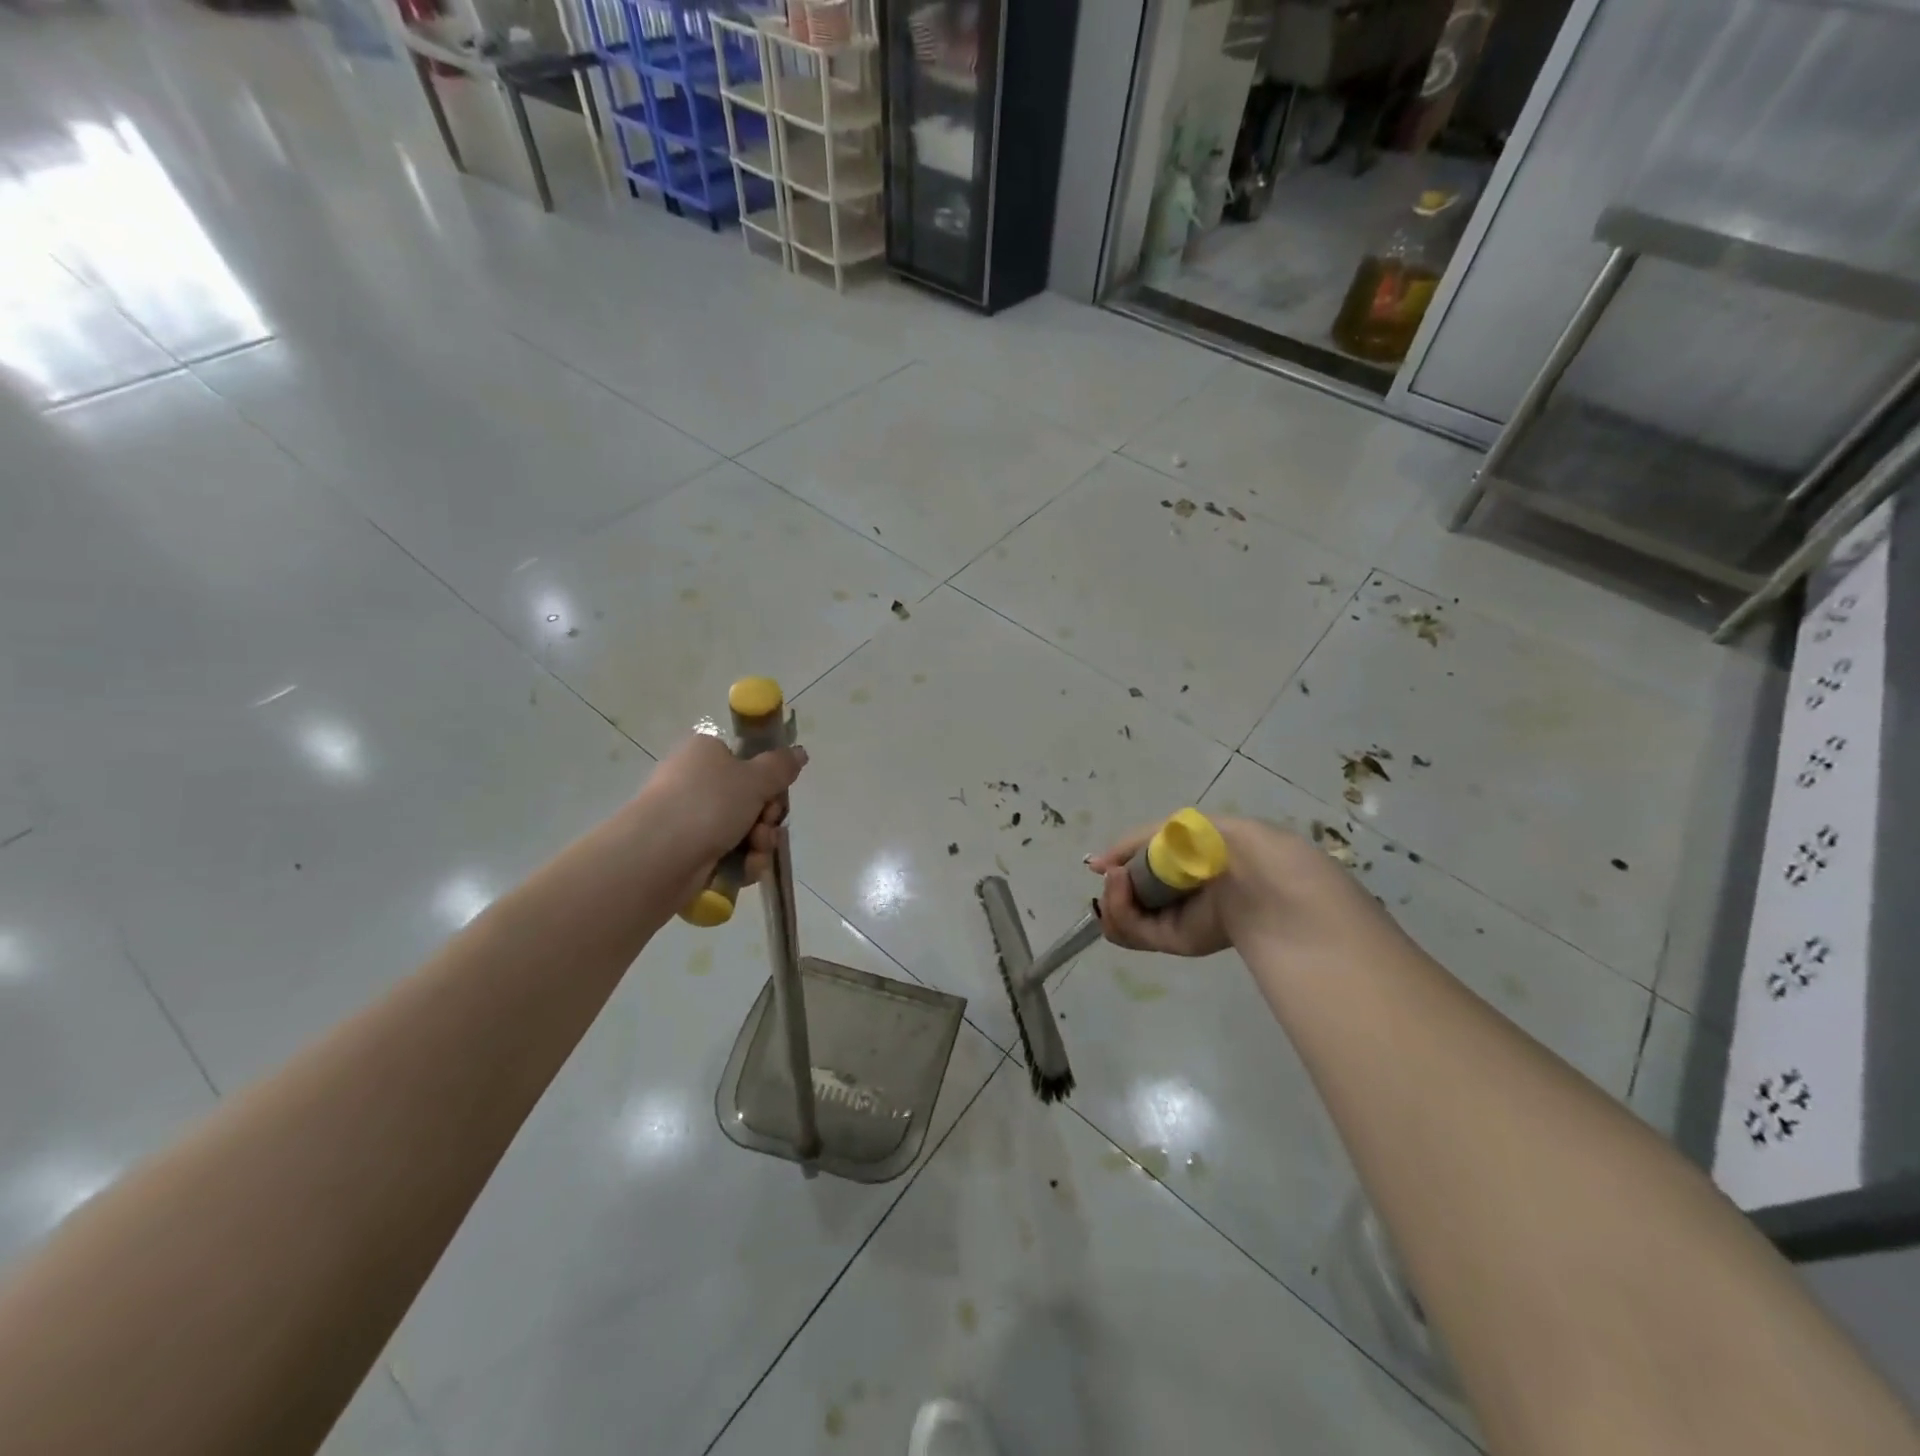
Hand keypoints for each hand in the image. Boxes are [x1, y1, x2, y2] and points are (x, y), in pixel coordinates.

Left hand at [634, 732, 808, 897]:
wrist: (658, 857)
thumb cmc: (708, 804)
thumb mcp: (755, 778)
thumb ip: (781, 766)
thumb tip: (799, 752)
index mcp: (705, 754)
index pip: (745, 762)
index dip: (768, 780)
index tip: (777, 792)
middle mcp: (695, 783)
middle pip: (749, 799)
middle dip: (767, 817)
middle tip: (766, 823)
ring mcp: (690, 820)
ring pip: (743, 830)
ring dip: (759, 842)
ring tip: (754, 851)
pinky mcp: (689, 853)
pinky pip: (729, 855)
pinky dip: (742, 863)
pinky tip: (744, 869)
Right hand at [1089, 816, 1385, 957]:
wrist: (1256, 874)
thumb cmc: (1220, 842)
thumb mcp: (1173, 829)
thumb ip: (1130, 844)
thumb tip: (1094, 864)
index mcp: (1183, 867)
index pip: (1138, 874)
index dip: (1119, 870)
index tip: (1106, 864)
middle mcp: (1177, 896)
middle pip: (1126, 900)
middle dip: (1112, 888)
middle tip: (1113, 874)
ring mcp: (1175, 920)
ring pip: (1123, 920)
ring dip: (1111, 898)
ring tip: (1117, 881)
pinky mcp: (1175, 942)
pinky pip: (1132, 931)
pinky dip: (1118, 910)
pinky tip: (1120, 888)